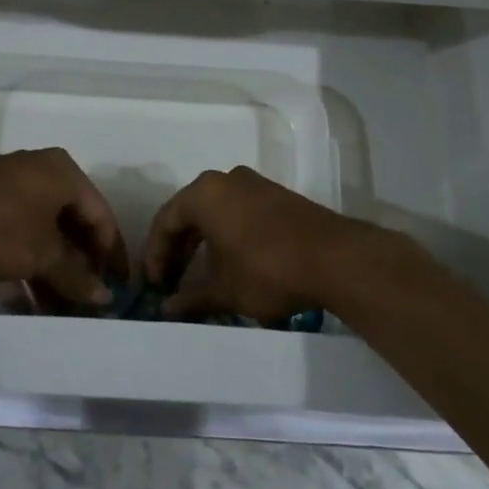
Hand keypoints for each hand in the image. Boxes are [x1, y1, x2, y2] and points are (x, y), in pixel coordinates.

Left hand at [0, 149, 126, 308]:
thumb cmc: (1, 225)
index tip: (118, 288)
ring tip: (58, 313)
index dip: (111, 254)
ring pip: (42, 235)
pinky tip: (24, 305)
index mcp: (64, 174)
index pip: (100, 216)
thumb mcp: (43, 255)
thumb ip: (76, 276)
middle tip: (87, 304)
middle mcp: (41, 174)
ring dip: (51, 274)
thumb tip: (105, 298)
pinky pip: (16, 238)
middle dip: (78, 269)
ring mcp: (11, 189)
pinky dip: (23, 268)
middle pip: (71, 226)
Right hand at [143, 166, 358, 321]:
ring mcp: (253, 184)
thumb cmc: (267, 269)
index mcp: (205, 193)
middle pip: (189, 212)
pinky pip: (237, 211)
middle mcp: (225, 179)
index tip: (154, 285)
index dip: (155, 255)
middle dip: (177, 249)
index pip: (166, 221)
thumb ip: (191, 297)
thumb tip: (166, 309)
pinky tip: (229, 262)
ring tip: (197, 275)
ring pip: (214, 211)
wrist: (334, 258)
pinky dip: (225, 234)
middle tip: (170, 281)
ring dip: (201, 242)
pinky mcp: (275, 195)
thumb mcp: (224, 290)